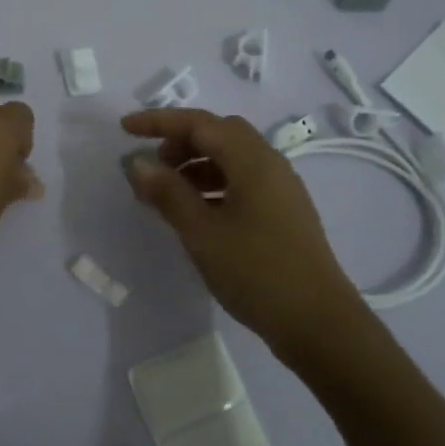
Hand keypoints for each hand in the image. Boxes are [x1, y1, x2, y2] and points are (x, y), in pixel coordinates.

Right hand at [121, 108, 362, 351]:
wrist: (319, 324)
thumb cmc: (256, 272)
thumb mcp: (202, 232)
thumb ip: (168, 193)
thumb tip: (138, 163)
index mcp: (252, 160)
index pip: (199, 123)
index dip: (159, 121)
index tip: (125, 128)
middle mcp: (270, 164)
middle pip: (219, 133)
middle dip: (181, 140)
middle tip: (152, 163)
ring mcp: (281, 189)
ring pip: (232, 158)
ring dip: (196, 163)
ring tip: (167, 191)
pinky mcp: (283, 213)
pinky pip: (242, 181)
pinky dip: (213, 184)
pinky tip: (196, 212)